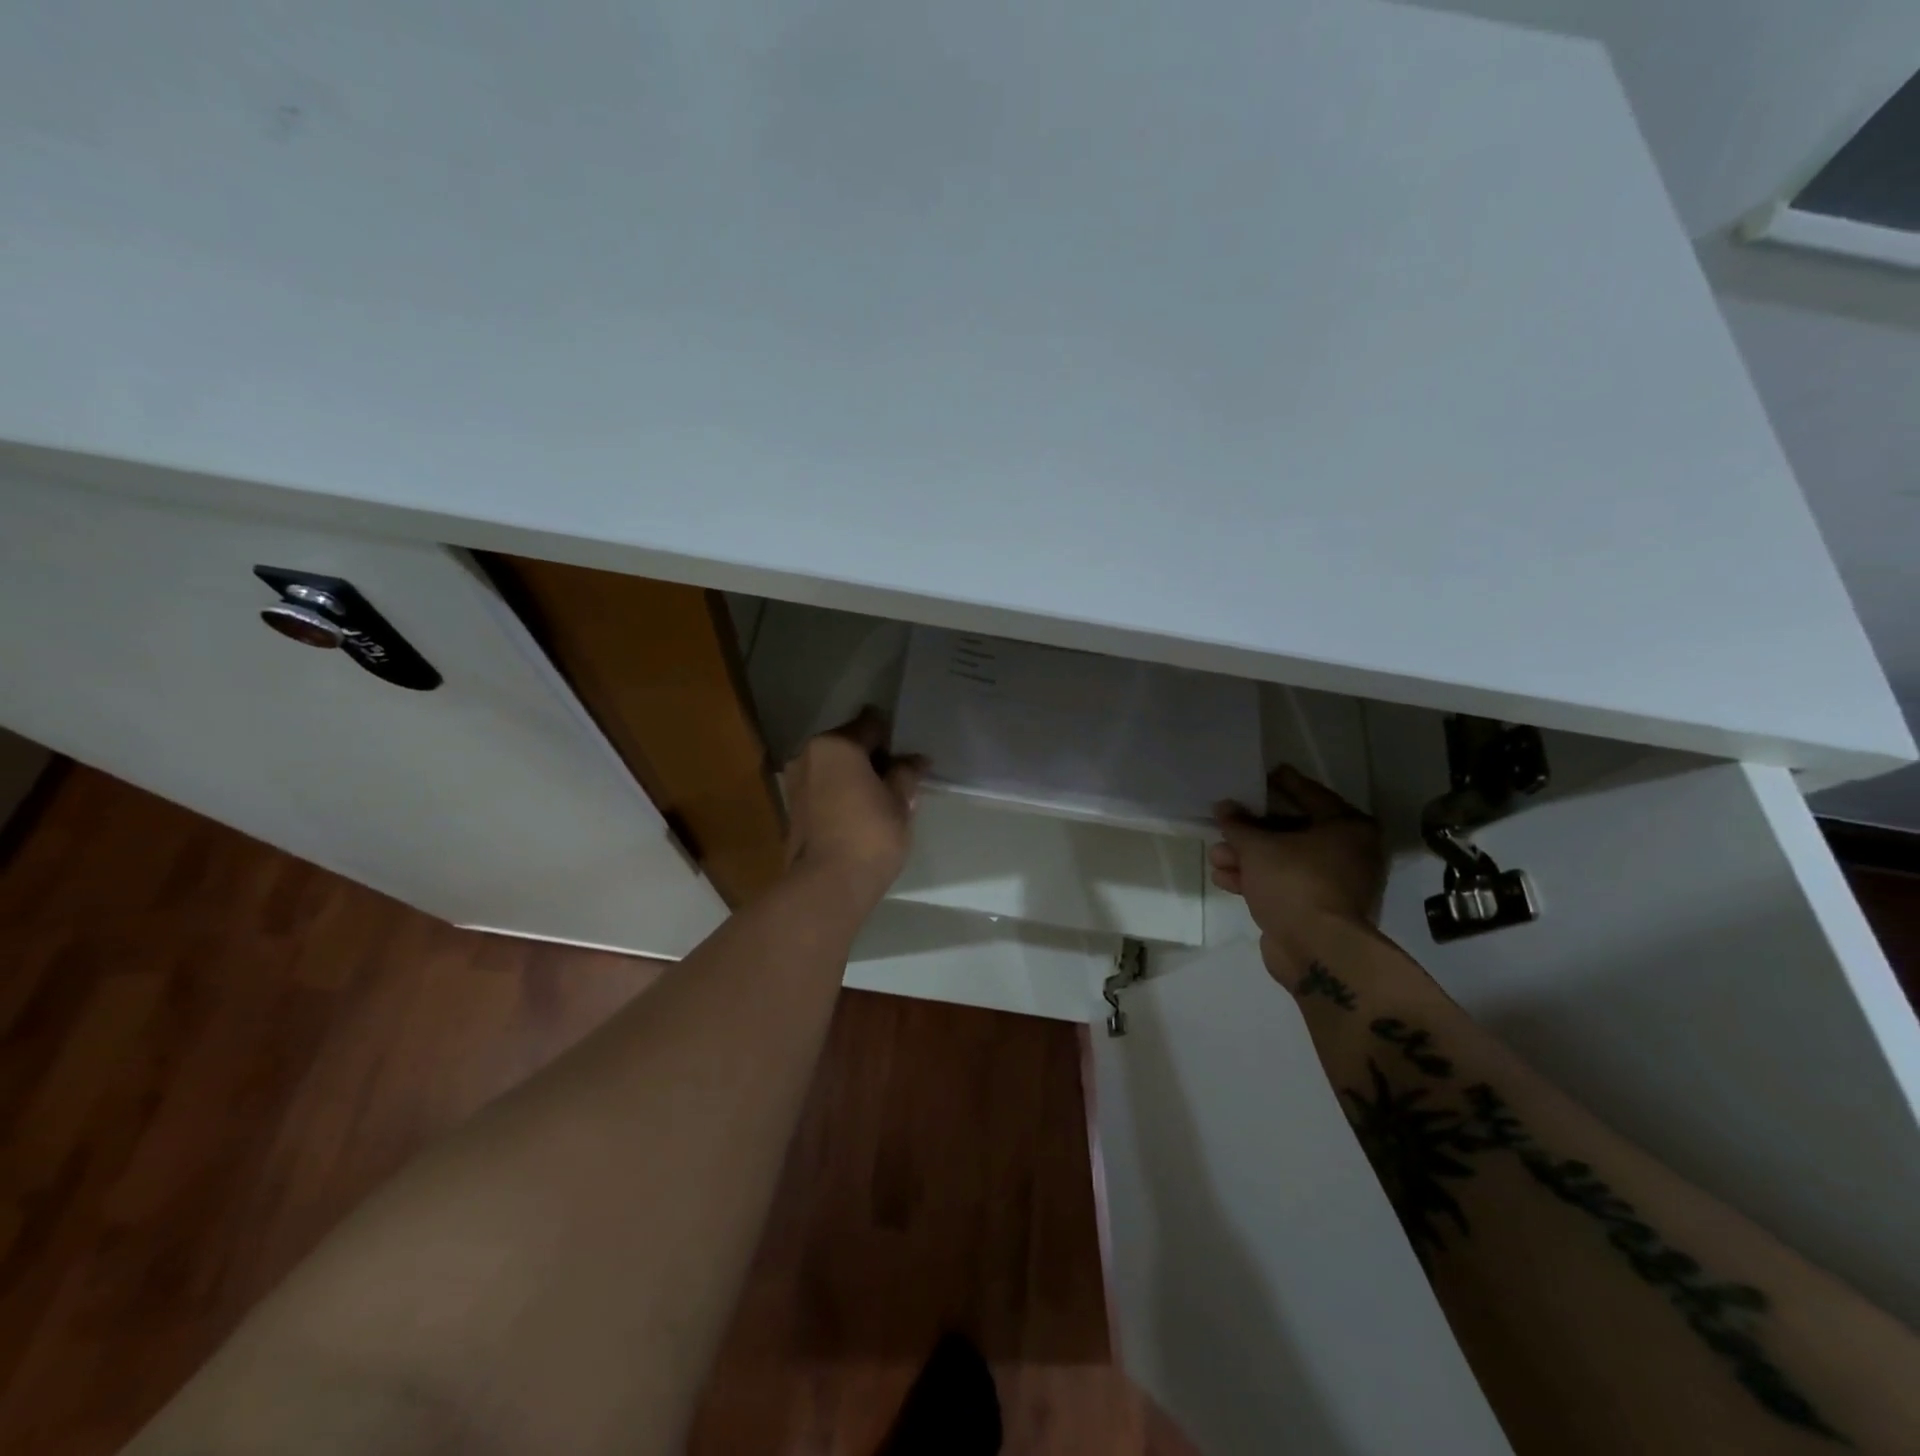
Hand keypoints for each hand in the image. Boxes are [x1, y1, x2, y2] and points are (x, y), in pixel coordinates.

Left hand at [781, 708, 926, 902]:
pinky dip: (842, 793)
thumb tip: (916, 760)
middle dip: (873, 757)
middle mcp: (808, 755)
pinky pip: (825, 788)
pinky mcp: (793, 808)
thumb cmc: (870, 834)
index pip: (871, 725)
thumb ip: (906, 773)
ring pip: (834, 768)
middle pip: (849, 744)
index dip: (894, 739)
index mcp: (835, 744)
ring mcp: (796, 782)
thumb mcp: (900, 801)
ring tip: (881, 799)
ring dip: (856, 776)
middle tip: (898, 780)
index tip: (909, 758)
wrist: (827, 885)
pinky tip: (862, 813)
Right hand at [1210, 766, 1386, 987]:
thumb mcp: (1258, 847)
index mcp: (1348, 828)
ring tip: (1215, 854)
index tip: (1261, 775)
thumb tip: (1224, 807)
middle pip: (1293, 831)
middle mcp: (1348, 853)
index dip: (1282, 784)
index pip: (1310, 794)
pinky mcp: (1315, 909)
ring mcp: (1332, 883)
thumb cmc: (1294, 882)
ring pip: (1283, 860)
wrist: (1315, 950)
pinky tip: (1223, 878)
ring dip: (1247, 857)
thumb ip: (1239, 825)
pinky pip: (1282, 884)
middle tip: (1226, 820)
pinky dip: (1255, 879)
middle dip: (1253, 830)